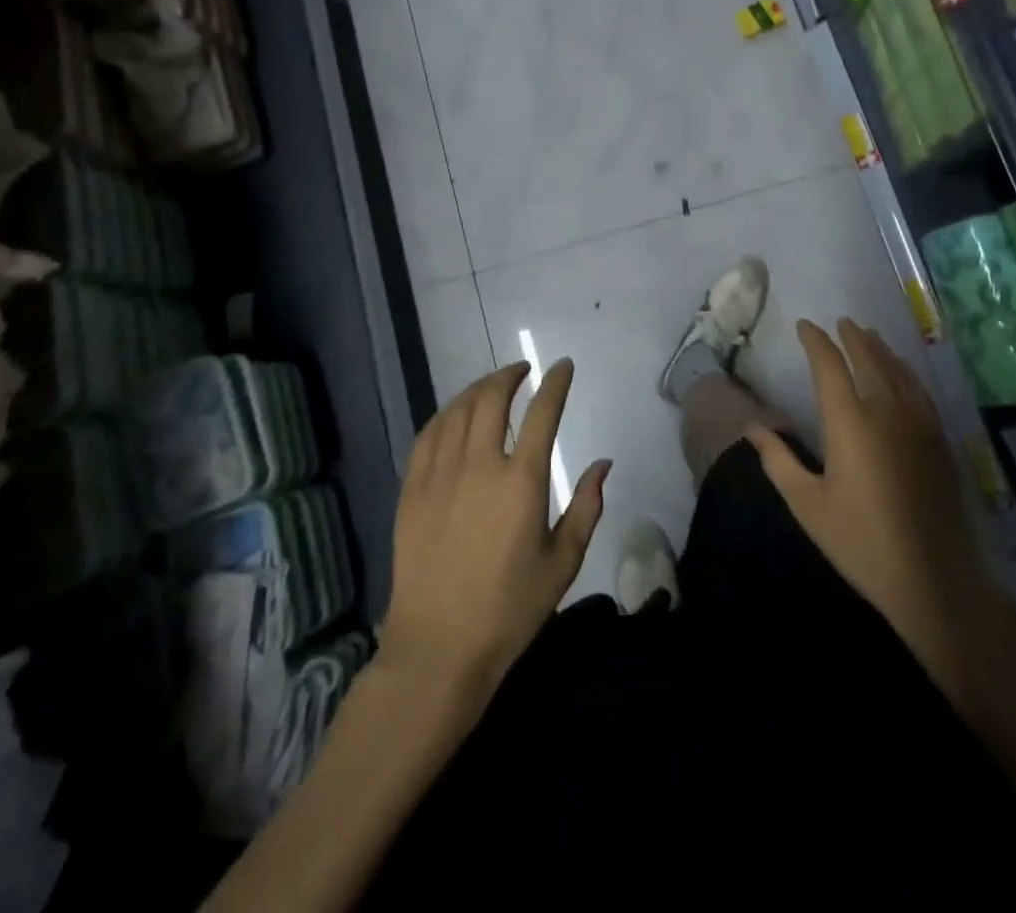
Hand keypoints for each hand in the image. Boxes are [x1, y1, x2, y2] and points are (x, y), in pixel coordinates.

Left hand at [381, 360, 609, 708]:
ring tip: (491, 386)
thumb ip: (586, 506)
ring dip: (477, 389)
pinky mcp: (411, 492)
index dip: (555, 383)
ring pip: (456, 411)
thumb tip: (603, 464)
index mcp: (521, 481)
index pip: (542, 413)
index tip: (563, 365)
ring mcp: (439, 476)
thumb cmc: (510, 609)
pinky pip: (426, 436)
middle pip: (491, 399)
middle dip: (509, 376)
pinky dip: (444, 415)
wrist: (438, 649)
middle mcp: (478, 466)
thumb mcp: (563, 561)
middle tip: (523, 371)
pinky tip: (453, 416)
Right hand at [751, 319, 992, 695]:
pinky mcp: (938, 438)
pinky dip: (905, 371)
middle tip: (841, 322)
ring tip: (868, 335)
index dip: (816, 341)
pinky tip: (902, 372)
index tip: (805, 326)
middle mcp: (884, 409)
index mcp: (848, 421)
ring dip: (879, 348)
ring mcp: (917, 421)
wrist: (932, 576)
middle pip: (867, 358)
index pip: (829, 365)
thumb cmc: (860, 541)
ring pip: (896, 369)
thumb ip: (777, 460)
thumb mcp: (807, 504)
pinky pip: (919, 389)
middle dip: (851, 337)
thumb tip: (752, 427)